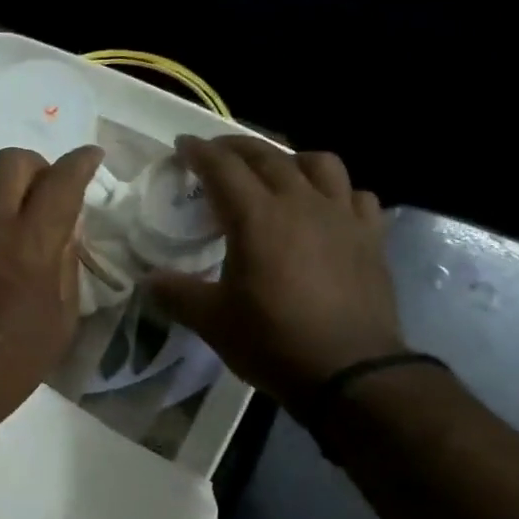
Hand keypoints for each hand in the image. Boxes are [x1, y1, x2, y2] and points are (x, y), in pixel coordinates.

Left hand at [0, 145, 103, 425]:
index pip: (61, 180)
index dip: (81, 161)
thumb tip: (65, 226)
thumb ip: (67, 262)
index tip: (91, 158)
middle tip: (46, 190)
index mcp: (31, 245)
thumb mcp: (62, 319)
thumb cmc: (13, 361)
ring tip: (11, 211)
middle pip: (13, 161)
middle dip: (38, 166)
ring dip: (2, 183)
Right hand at [147, 137, 403, 403]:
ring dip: (290, 159)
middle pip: (268, 156)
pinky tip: (326, 207)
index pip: (222, 168)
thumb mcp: (211, 321)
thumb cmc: (273, 341)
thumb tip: (147, 280)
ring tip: (276, 172)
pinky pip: (355, 195)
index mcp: (257, 217)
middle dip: (237, 148)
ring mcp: (341, 217)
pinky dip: (336, 191)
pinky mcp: (371, 237)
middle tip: (216, 154)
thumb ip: (176, 293)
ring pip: (319, 164)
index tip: (182, 146)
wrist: (350, 371)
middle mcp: (301, 203)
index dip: (199, 152)